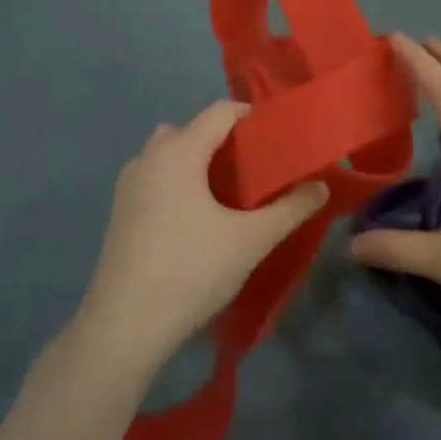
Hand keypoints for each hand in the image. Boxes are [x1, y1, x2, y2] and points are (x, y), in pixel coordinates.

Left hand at [77, 101, 327, 377]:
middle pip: (193, 129)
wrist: (124, 327)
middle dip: (226, 141)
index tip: (279, 138)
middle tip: (258, 167)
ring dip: (199, 162)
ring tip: (230, 192)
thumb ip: (291, 209)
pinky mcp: (119, 212)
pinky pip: (156, 178)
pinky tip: (199, 218)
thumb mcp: (251, 240)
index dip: (252, 117)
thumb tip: (321, 186)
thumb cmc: (191, 271)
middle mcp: (148, 157)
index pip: (220, 111)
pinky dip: (179, 182)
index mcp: (178, 152)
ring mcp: (128, 185)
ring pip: (170, 154)